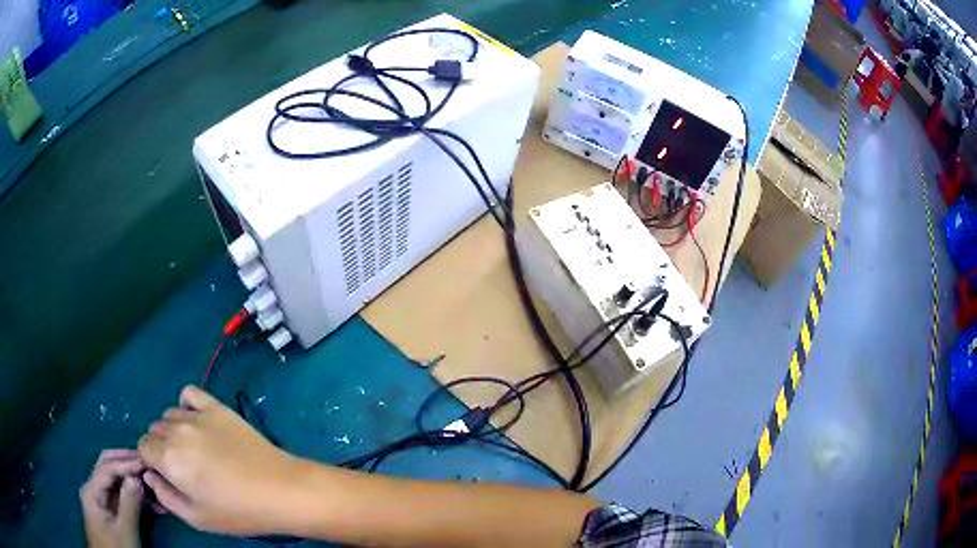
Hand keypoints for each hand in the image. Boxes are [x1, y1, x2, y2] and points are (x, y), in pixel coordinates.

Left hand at [80, 449, 144, 547]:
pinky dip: (134, 497)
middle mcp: (92, 489)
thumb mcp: (125, 530)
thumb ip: (129, 504)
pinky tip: (150, 504)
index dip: (125, 463)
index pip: (106, 468)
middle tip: (145, 462)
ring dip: (132, 482)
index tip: (145, 462)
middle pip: (107, 468)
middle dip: (125, 463)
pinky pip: (120, 496)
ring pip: (115, 482)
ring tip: (152, 486)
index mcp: (91, 491)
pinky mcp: (108, 511)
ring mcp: (99, 500)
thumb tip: (136, 478)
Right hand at [138, 385, 301, 534]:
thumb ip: (165, 495)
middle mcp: (177, 430)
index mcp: (168, 457)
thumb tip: (149, 475)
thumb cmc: (238, 512)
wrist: (280, 490)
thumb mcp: (197, 517)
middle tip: (185, 467)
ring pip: (170, 415)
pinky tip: (199, 423)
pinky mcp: (218, 407)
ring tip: (197, 450)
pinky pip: (190, 394)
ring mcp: (198, 415)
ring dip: (175, 429)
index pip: (143, 447)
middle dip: (163, 447)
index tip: (167, 474)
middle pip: (155, 430)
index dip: (152, 461)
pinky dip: (188, 405)